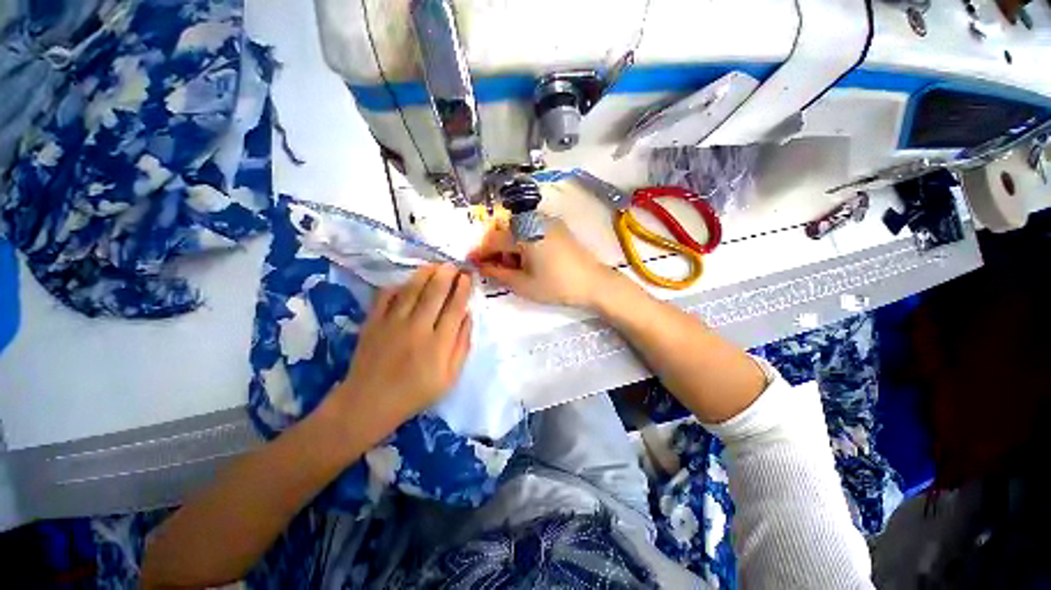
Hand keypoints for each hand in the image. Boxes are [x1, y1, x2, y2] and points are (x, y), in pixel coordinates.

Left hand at [325, 264, 471, 431]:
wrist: (369, 403)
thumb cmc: (416, 392)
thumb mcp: (450, 377)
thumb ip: (462, 345)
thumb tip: (468, 316)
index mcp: (439, 343)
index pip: (455, 307)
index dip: (462, 289)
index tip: (467, 277)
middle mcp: (418, 328)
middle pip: (435, 293)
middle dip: (447, 275)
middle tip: (453, 265)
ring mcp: (392, 323)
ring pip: (412, 290)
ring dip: (425, 274)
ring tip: (435, 265)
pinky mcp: (373, 322)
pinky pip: (386, 296)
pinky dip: (398, 286)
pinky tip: (406, 282)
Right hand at [469, 218, 617, 308]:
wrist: (593, 283)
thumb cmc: (556, 286)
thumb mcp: (523, 284)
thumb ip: (497, 273)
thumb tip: (480, 266)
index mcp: (524, 233)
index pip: (493, 240)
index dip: (480, 251)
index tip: (470, 262)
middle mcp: (534, 220)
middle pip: (504, 231)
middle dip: (495, 249)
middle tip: (494, 269)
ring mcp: (547, 221)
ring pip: (518, 230)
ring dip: (509, 246)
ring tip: (514, 267)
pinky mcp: (557, 226)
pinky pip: (531, 229)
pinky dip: (523, 242)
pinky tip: (528, 259)